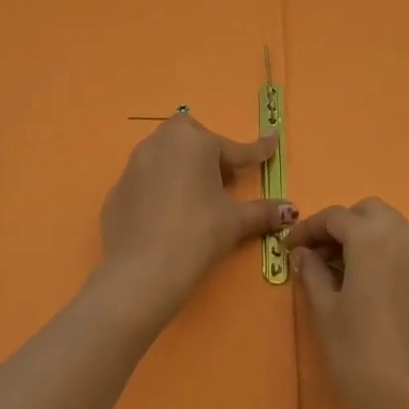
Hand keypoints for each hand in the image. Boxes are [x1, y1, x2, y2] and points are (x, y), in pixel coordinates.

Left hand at [95, 112, 295, 332]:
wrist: (142, 270)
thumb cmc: (197, 233)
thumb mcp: (235, 221)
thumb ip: (264, 211)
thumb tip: (291, 210)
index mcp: (194, 142)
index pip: (234, 148)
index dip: (257, 150)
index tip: (273, 140)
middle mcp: (161, 143)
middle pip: (192, 138)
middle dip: (210, 151)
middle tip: (224, 180)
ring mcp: (134, 165)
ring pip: (165, 155)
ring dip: (184, 167)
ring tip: (197, 197)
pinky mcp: (117, 190)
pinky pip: (147, 180)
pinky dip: (161, 189)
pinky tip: (169, 215)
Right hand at [287, 199, 408, 408]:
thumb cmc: (361, 356)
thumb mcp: (326, 312)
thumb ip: (312, 273)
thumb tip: (303, 253)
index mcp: (374, 237)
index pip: (335, 217)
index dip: (307, 229)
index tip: (288, 248)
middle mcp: (404, 235)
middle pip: (367, 212)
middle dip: (340, 226)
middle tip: (315, 255)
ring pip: (389, 226)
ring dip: (362, 236)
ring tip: (337, 269)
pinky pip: (403, 247)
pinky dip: (382, 250)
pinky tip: (363, 282)